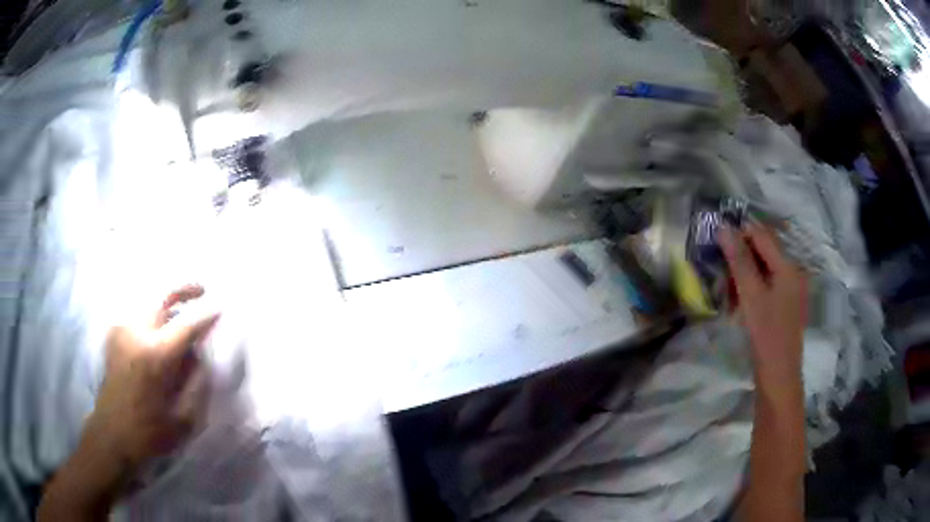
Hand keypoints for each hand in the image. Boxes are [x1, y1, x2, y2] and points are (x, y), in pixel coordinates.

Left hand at [40, 285, 218, 520]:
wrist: (112, 435)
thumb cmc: (150, 433)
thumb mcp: (184, 418)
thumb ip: (196, 382)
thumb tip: (200, 355)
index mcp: (156, 355)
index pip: (187, 325)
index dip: (207, 315)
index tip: (221, 307)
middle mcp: (136, 333)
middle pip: (162, 296)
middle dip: (184, 289)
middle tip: (202, 290)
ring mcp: (122, 330)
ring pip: (149, 301)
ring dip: (168, 301)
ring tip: (182, 310)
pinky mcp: (114, 334)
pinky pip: (138, 314)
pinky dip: (152, 313)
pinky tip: (159, 327)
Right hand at [719, 223, 806, 387]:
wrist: (779, 376)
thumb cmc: (766, 335)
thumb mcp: (751, 296)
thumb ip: (739, 260)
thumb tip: (723, 228)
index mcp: (789, 266)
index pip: (762, 235)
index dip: (739, 236)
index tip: (718, 249)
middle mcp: (794, 272)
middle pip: (764, 251)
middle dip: (741, 259)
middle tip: (723, 277)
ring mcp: (792, 289)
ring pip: (765, 269)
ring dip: (745, 275)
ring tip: (730, 296)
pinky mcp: (788, 303)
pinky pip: (769, 284)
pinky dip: (753, 289)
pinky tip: (742, 305)